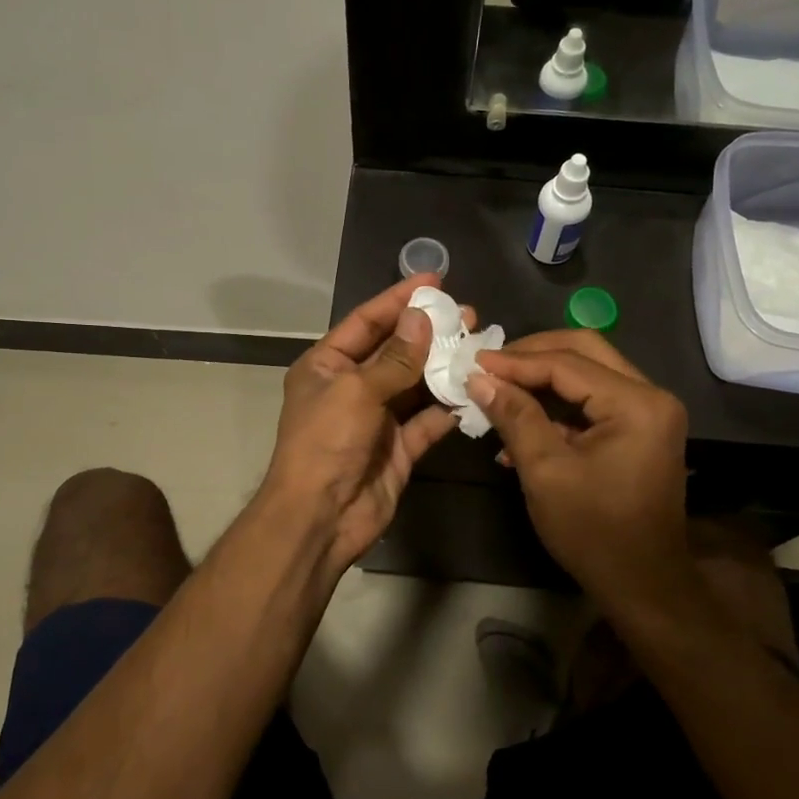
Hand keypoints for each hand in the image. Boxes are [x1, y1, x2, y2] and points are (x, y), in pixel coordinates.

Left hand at [262, 275, 466, 576]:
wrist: (320, 517)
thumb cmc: (327, 442)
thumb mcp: (356, 391)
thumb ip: (395, 357)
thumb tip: (422, 318)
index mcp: (327, 365)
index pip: (366, 322)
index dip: (398, 300)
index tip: (433, 281)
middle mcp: (352, 387)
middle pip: (395, 350)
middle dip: (429, 332)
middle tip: (467, 314)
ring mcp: (377, 418)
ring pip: (416, 384)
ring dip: (444, 366)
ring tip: (478, 344)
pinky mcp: (399, 447)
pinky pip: (428, 420)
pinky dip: (449, 407)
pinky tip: (474, 389)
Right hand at [466, 330, 690, 601]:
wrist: (643, 585)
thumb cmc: (593, 531)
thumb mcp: (545, 472)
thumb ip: (514, 416)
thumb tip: (478, 378)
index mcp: (636, 403)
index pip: (567, 363)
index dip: (516, 361)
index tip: (473, 362)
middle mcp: (650, 395)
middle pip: (584, 351)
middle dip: (532, 355)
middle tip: (490, 365)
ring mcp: (649, 411)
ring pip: (588, 371)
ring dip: (542, 377)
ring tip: (498, 387)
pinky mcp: (639, 428)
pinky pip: (593, 398)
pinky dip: (557, 402)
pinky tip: (521, 419)